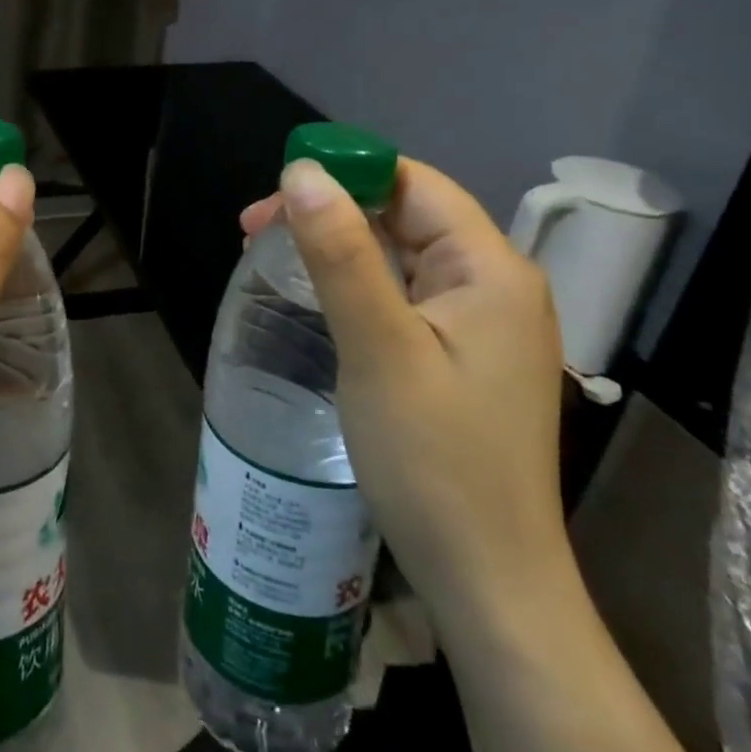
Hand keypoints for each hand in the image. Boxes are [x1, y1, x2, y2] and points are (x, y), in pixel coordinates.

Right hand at [242, 157, 570, 637]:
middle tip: (255, 230)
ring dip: (339, 246)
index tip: (273, 195)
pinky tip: (318, 297)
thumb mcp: (378, 347)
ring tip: (273, 255)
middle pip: (406, 215)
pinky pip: (405, 294)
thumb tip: (302, 173)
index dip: (344, 172)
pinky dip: (357, 283)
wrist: (487, 579)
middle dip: (332, 210)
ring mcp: (481, 324)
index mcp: (490, 269)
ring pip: (401, 255)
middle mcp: (495, 285)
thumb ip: (341, 254)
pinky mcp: (462, 356)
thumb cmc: (434, 459)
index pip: (413, 184)